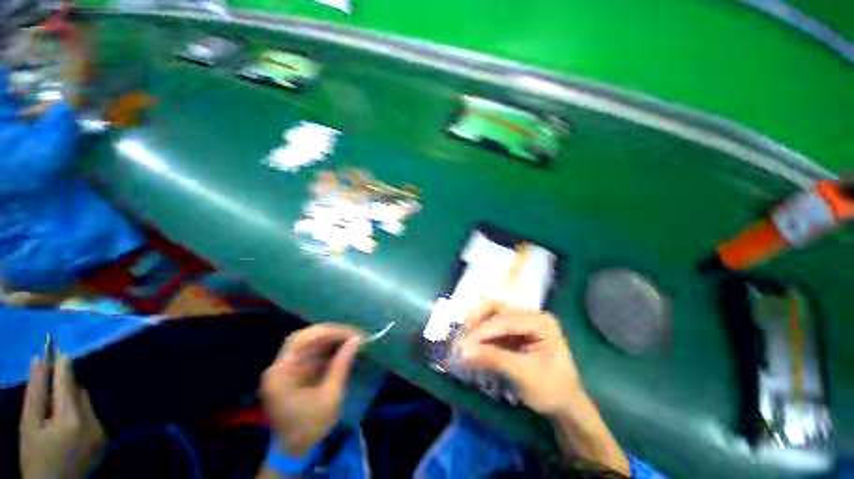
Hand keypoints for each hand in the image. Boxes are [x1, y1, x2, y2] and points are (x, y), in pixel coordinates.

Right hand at [20, 354, 106, 478]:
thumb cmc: (35, 458)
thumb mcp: (29, 425)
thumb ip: (35, 392)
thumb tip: (39, 360)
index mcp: (72, 420)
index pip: (67, 383)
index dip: (62, 365)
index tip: (58, 349)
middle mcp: (93, 422)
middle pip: (78, 392)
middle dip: (64, 385)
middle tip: (48, 388)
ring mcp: (102, 431)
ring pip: (86, 402)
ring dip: (71, 399)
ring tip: (53, 413)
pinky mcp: (105, 439)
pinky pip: (91, 415)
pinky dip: (78, 413)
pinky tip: (65, 425)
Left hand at [261, 324, 364, 456]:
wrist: (294, 450)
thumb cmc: (310, 426)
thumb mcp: (330, 397)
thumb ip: (342, 365)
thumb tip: (357, 340)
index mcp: (281, 373)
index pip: (304, 339)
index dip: (331, 332)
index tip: (354, 334)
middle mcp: (279, 366)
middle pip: (305, 337)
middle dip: (331, 332)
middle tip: (353, 334)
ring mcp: (285, 367)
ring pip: (308, 341)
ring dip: (330, 338)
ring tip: (351, 339)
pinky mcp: (293, 370)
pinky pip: (310, 351)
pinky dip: (327, 347)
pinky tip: (341, 348)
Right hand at [456, 301, 582, 415]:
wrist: (566, 406)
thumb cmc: (552, 391)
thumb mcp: (524, 375)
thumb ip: (494, 358)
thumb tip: (462, 351)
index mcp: (541, 321)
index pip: (505, 320)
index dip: (482, 331)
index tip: (462, 346)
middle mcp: (530, 315)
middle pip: (496, 309)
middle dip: (477, 322)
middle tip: (462, 339)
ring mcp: (522, 322)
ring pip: (491, 314)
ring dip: (476, 326)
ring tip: (464, 342)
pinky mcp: (514, 331)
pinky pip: (492, 326)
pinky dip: (480, 334)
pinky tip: (472, 344)